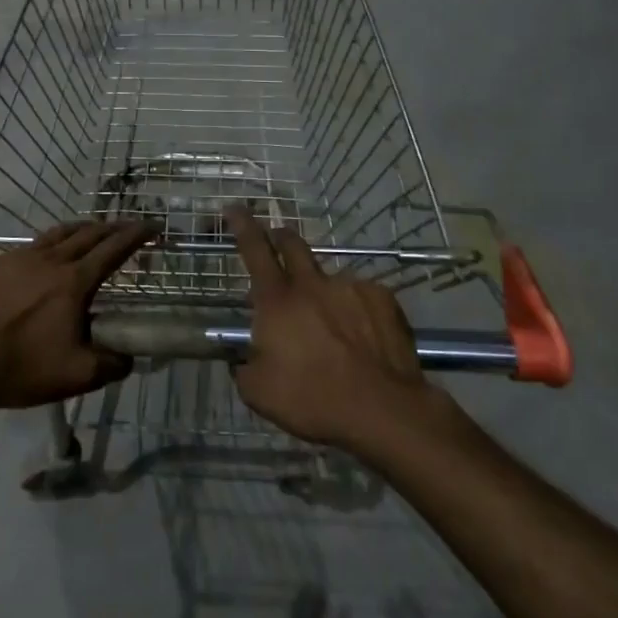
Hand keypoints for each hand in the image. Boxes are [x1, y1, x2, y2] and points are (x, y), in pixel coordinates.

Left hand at [0, 221, 156, 414]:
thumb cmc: (20, 368)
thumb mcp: (76, 376)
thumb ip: (111, 364)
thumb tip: (129, 357)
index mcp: (73, 282)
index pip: (113, 249)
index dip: (136, 235)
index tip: (152, 225)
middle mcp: (48, 260)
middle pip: (86, 234)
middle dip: (111, 227)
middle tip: (125, 227)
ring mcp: (15, 258)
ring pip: (54, 235)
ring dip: (78, 230)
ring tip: (88, 230)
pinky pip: (24, 249)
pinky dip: (43, 247)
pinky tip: (37, 261)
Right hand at [227, 205, 429, 448]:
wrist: (382, 410)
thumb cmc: (312, 400)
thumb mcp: (258, 392)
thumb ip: (244, 366)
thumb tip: (242, 358)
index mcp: (277, 300)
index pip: (254, 250)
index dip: (242, 225)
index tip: (234, 207)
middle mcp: (312, 284)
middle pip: (292, 244)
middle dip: (280, 237)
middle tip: (276, 241)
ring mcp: (350, 287)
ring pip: (329, 279)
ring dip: (323, 292)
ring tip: (331, 326)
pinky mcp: (383, 299)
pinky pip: (362, 296)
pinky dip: (356, 310)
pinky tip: (362, 337)